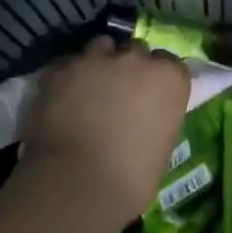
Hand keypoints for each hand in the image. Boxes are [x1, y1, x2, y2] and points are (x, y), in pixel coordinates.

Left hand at [16, 36, 190, 232]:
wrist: (79, 185)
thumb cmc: (132, 177)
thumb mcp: (163, 144)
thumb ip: (157, 117)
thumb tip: (143, 118)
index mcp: (170, 78)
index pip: (169, 63)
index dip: (157, 78)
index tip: (149, 96)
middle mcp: (137, 59)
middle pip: (136, 50)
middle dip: (129, 68)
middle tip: (118, 94)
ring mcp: (97, 60)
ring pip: (101, 47)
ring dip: (98, 63)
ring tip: (88, 89)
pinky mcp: (61, 69)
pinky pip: (67, 64)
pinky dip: (67, 77)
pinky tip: (62, 97)